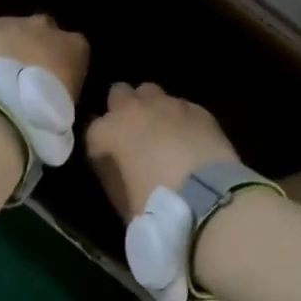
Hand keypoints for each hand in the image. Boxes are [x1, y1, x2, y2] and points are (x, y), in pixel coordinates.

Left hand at [0, 14, 89, 103]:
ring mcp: (9, 23)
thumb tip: (53, 96)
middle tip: (23, 76)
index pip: (75, 47)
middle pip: (43, 29)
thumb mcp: (66, 110)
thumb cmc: (41, 118)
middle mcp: (45, 26)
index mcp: (75, 46)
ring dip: (5, 47)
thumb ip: (63, 92)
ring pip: (10, 30)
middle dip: (35, 46)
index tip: (54, 82)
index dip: (62, 63)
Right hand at [86, 83, 240, 218]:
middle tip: (132, 134)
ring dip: (151, 107)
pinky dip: (180, 118)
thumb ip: (113, 174)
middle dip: (122, 109)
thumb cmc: (156, 207)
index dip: (100, 145)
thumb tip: (116, 166)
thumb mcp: (121, 200)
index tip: (107, 159)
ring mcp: (168, 104)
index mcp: (108, 132)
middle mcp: (134, 109)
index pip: (92, 129)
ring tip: (161, 131)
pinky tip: (189, 137)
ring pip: (151, 92)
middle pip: (119, 94)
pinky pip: (181, 106)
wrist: (208, 199)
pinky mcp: (197, 109)